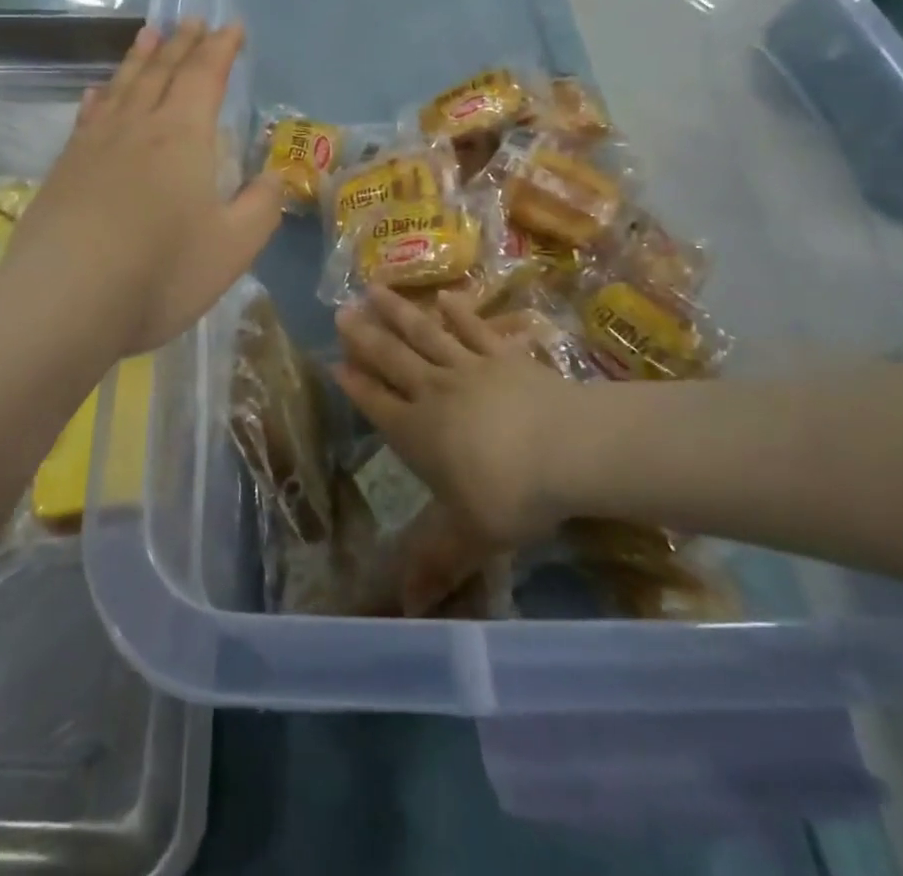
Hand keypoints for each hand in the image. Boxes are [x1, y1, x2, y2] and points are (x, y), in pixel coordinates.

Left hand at [1, 20, 284, 356]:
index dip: (221, 49)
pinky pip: (88, 117)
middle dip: (183, 44)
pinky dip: (100, 97)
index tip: (231, 26)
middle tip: (194, 20)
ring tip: (151, 33)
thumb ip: (261, 207)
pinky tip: (98, 92)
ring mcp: (94, 146)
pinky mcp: (64, 169)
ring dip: (140, 58)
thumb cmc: (161, 273)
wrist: (64, 302)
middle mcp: (137, 127)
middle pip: (163, 72)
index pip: (205, 77)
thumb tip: (276, 176)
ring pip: (122, 86)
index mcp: (183, 137)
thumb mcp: (233, 247)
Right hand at [334, 286, 580, 548]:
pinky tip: (445, 296)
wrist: (568, 449)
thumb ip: (436, 564)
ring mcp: (469, 368)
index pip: (377, 405)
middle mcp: (434, 392)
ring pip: (425, 335)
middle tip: (340, 312)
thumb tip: (405, 612)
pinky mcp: (503, 355)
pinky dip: (458, 311)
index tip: (335, 362)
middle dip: (365, 338)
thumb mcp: (470, 537)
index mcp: (418, 433)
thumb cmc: (511, 495)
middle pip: (392, 360)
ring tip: (373, 289)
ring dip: (399, 312)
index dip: (355, 385)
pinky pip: (475, 328)